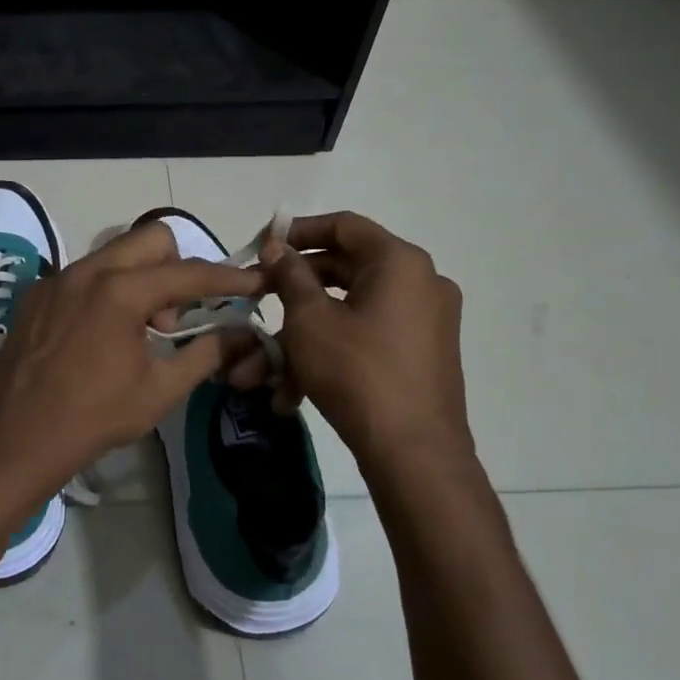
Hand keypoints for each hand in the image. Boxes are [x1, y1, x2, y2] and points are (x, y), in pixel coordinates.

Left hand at [0, 222, 264, 510]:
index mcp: (121, 291)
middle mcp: (87, 270)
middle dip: (177, 266)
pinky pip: (82, 274)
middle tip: (178, 313)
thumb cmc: (97, 416)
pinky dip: (104, 290)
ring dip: (140, 277)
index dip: (227, 278)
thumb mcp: (162, 389)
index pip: (188, 272)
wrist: (19, 438)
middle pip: (150, 239)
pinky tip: (99, 333)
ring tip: (140, 328)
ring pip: (114, 253)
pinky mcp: (35, 293)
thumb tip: (244, 334)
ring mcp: (56, 279)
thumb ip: (208, 352)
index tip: (254, 282)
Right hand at [229, 211, 474, 469]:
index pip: (343, 225)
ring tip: (258, 368)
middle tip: (256, 298)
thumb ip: (290, 275)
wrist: (414, 454)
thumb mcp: (309, 319)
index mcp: (399, 262)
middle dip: (291, 291)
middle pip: (343, 270)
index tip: (261, 245)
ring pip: (348, 313)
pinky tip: (289, 393)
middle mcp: (420, 283)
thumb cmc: (356, 371)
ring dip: (301, 335)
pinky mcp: (419, 356)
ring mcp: (423, 322)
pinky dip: (329, 353)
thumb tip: (276, 246)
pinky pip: (365, 339)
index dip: (297, 231)